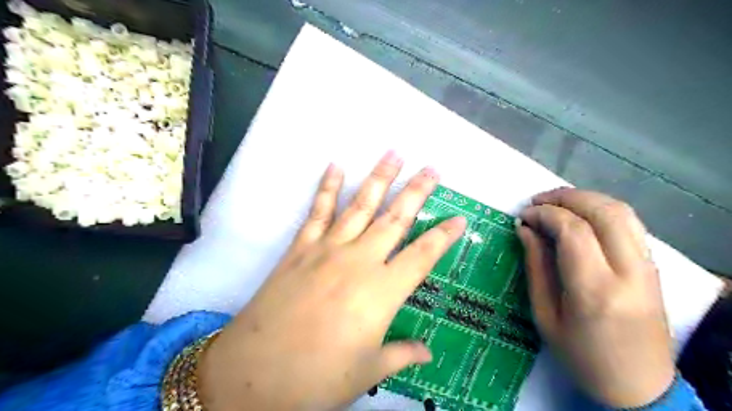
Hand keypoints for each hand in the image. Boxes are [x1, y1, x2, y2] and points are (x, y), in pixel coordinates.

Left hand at [198, 153, 464, 410]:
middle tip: (432, 168)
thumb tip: (428, 352)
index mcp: (382, 291)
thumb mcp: (367, 372)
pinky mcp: (301, 248)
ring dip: (378, 178)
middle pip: (396, 218)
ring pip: (360, 205)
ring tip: (393, 154)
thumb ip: (401, 355)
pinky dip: (327, 187)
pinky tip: (335, 166)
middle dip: (417, 191)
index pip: (423, 255)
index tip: (460, 219)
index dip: (444, 236)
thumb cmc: (318, 378)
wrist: (255, 373)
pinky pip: (318, 211)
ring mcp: (328, 249)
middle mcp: (360, 261)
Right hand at [518, 187, 669, 407]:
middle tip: (537, 202)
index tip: (523, 216)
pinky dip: (602, 209)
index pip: (573, 231)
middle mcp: (628, 273)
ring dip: (585, 199)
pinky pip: (630, 224)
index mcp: (595, 290)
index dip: (545, 214)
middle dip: (565, 197)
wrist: (639, 386)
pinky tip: (580, 216)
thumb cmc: (581, 356)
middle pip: (602, 212)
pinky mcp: (653, 267)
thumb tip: (525, 229)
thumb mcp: (545, 315)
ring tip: (555, 203)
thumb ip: (536, 267)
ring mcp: (648, 267)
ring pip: (622, 212)